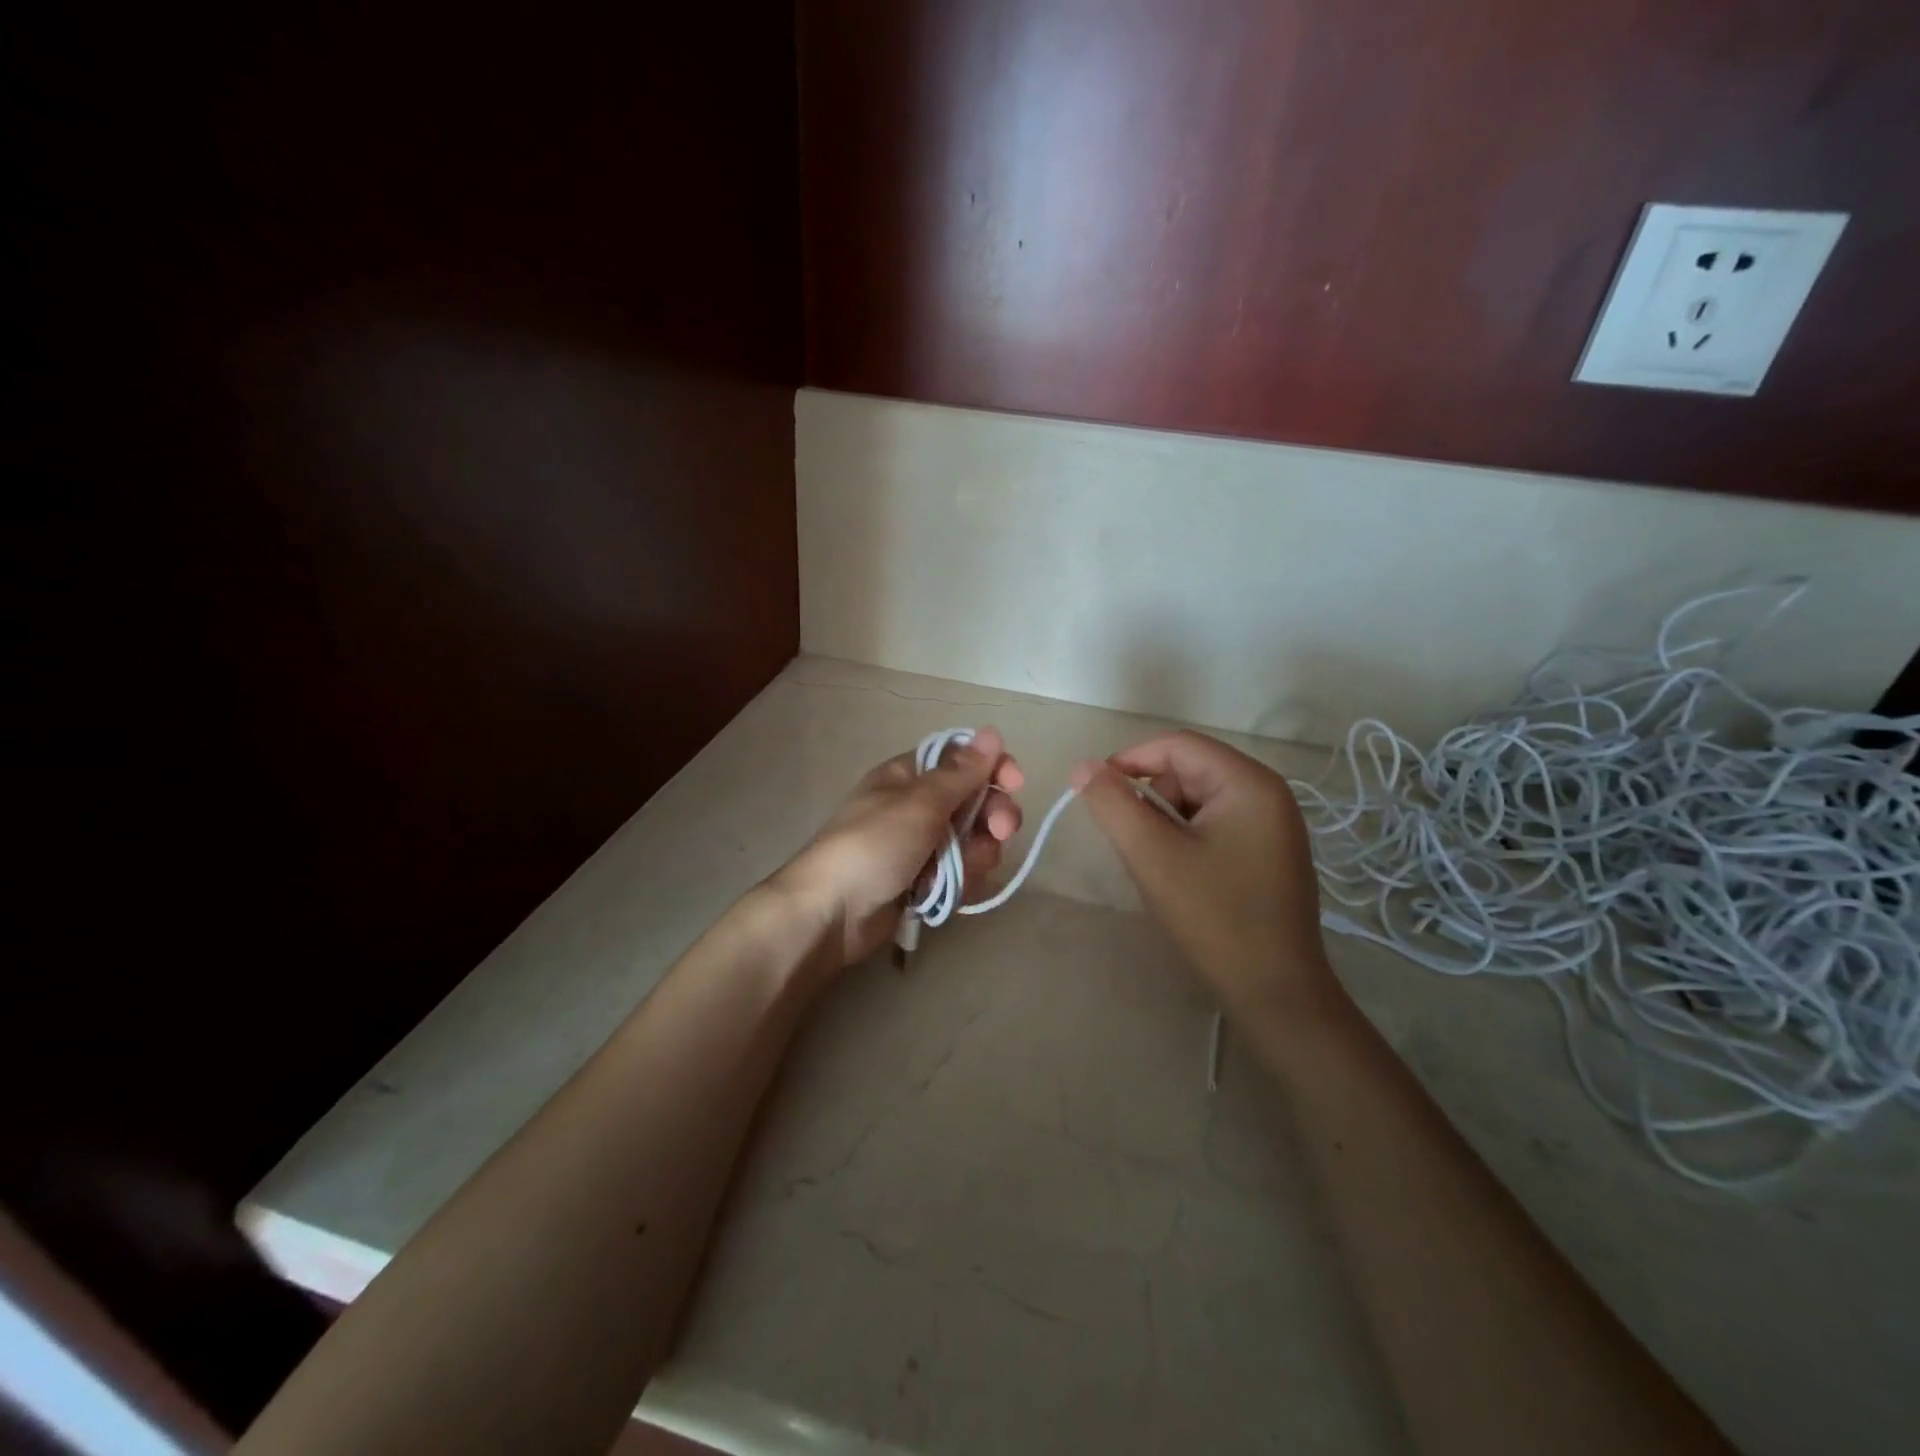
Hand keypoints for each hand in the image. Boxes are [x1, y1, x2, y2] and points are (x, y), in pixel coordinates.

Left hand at [776, 728, 1025, 967]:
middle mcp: (918, 807)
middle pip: (976, 802)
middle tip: (1000, 832)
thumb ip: (960, 773)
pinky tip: (946, 892)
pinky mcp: (924, 881)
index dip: (993, 768)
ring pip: (973, 842)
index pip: (963, 760)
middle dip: (992, 818)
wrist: (830, 914)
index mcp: (910, 777)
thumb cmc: (872, 846)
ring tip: (957, 872)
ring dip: (976, 856)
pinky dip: (960, 882)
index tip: (1014, 784)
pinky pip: (960, 873)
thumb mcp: (919, 804)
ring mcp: (922, 846)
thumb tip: (990, 732)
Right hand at [1073, 731, 1338, 1024]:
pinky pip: (1215, 823)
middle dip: (1151, 795)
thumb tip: (1084, 767)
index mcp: (1249, 783)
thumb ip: (1114, 804)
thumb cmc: (1214, 918)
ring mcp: (1273, 824)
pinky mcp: (1269, 852)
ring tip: (1154, 862)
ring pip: (1199, 798)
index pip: (1177, 745)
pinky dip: (1186, 837)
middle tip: (1130, 840)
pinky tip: (1179, 874)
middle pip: (1190, 769)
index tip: (1094, 792)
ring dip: (1165, 819)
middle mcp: (1268, 793)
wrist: (1276, 994)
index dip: (1129, 760)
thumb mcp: (1152, 856)